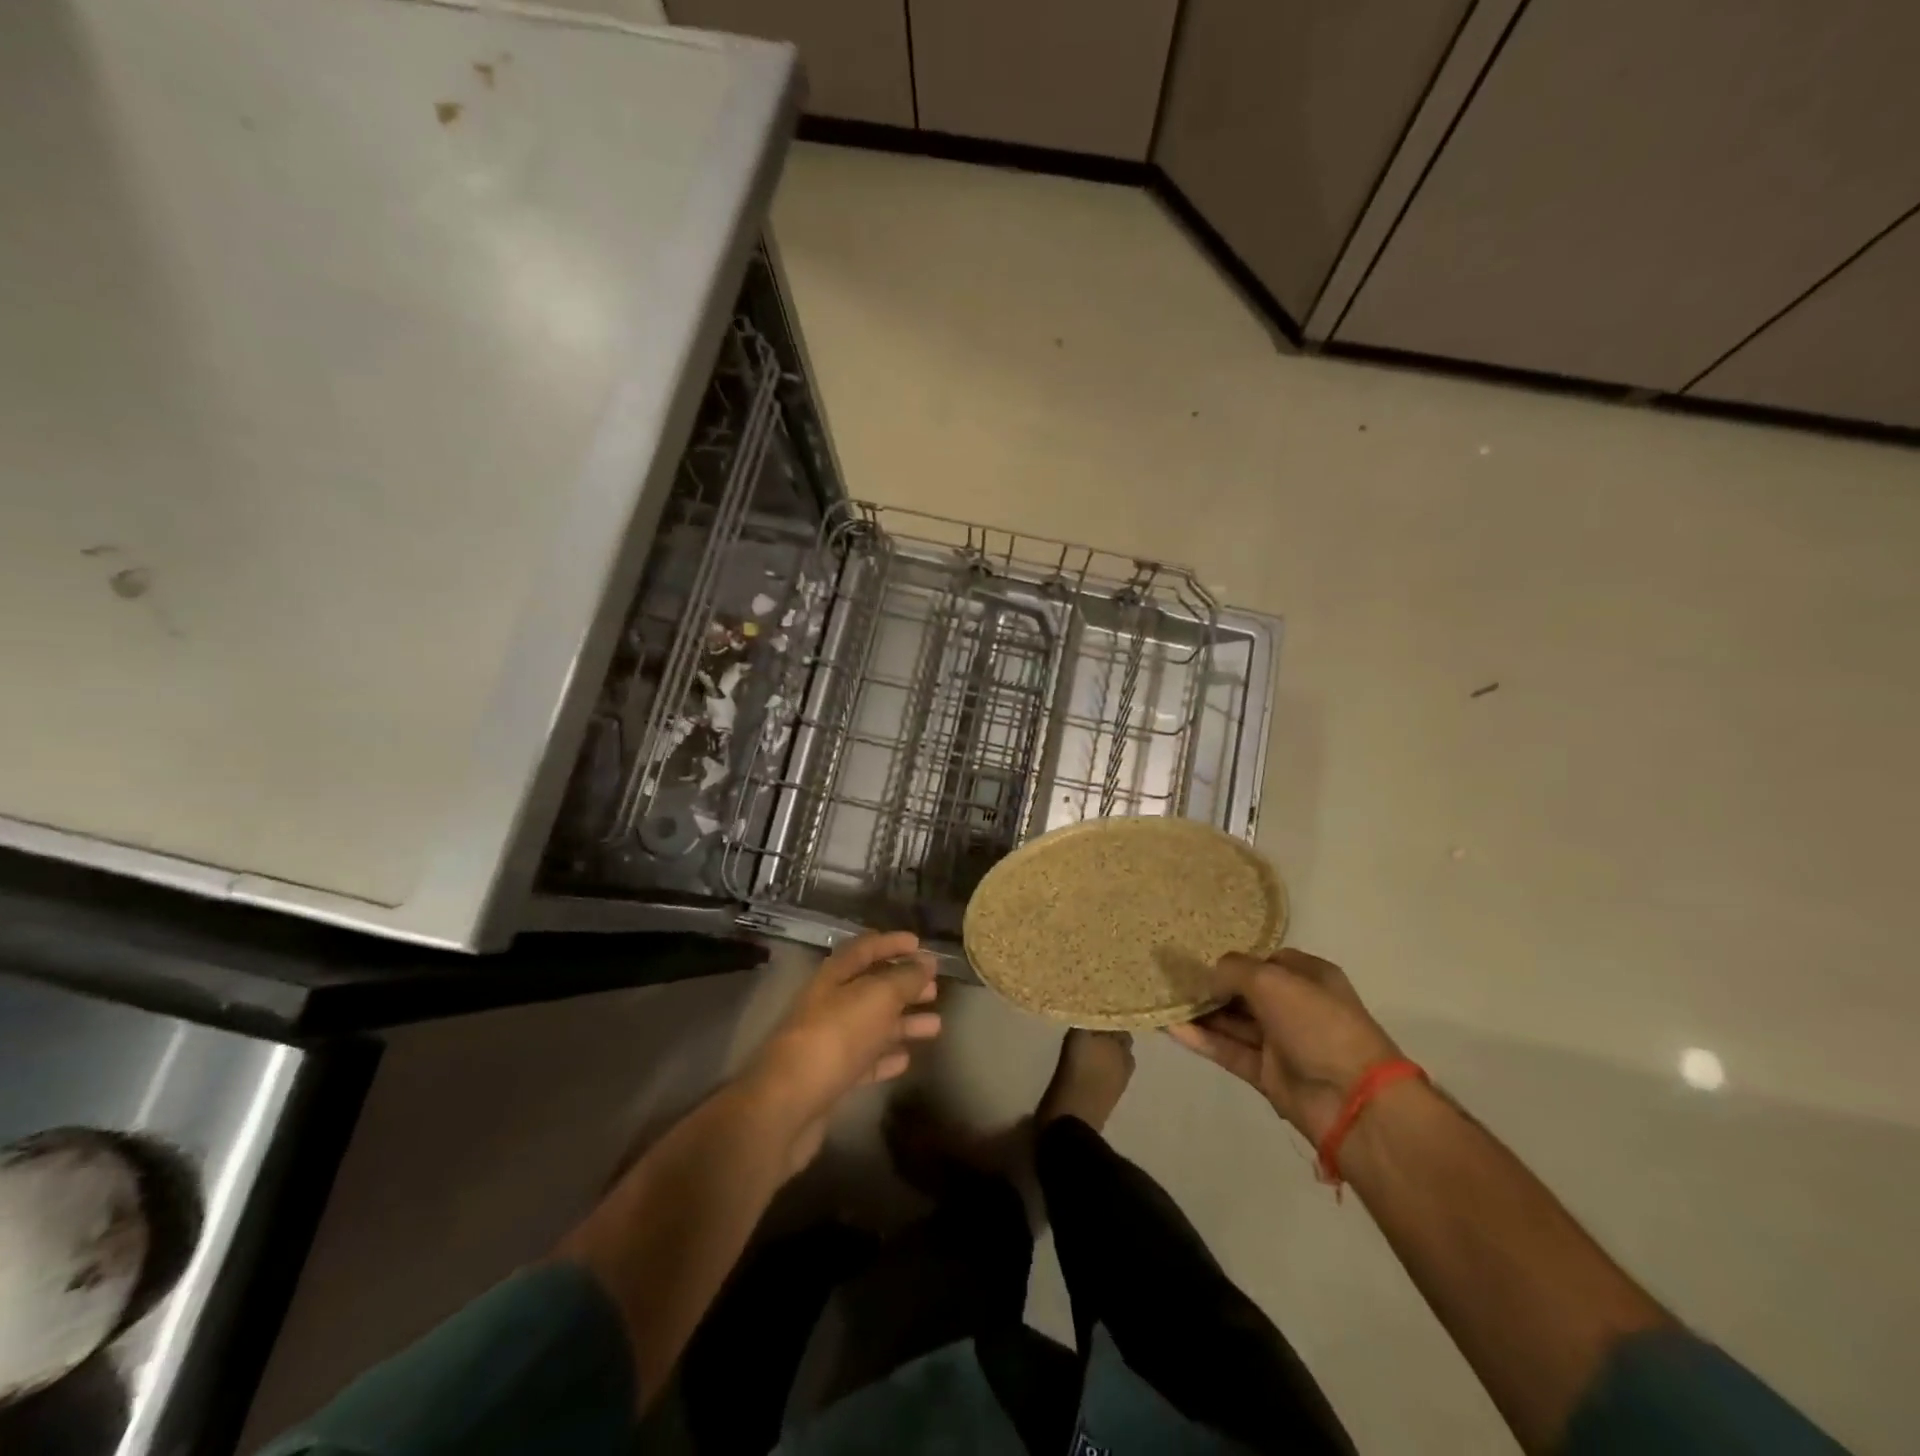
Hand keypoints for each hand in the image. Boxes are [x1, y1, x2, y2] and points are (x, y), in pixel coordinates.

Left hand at [743, 930, 940, 1173]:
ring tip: (935, 1025)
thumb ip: (905, 978)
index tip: (920, 943)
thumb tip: (927, 961)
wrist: (788, 1104)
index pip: (865, 948)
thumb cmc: (835, 1037)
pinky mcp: (831, 1077)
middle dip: (903, 985)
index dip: (892, 942)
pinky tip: (906, 1059)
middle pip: (871, 986)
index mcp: (835, 976)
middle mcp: (830, 1003)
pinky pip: (865, 1059)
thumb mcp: (877, 997)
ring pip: (872, 1024)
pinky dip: (886, 1056)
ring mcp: (829, 1041)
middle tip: (934, 988)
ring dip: (903, 1022)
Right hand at [1167, 949, 1399, 1143]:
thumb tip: (1209, 978)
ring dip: (1202, 1013)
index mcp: (1309, 977)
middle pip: (1246, 992)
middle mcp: (1296, 1007)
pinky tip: (1171, 1027)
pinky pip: (1229, 1051)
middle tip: (1172, 979)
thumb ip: (1233, 970)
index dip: (1236, 960)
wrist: (1353, 1101)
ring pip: (1234, 1023)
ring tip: (1164, 1000)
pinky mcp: (1268, 1074)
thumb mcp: (1271, 980)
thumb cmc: (1318, 1024)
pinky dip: (1203, 1040)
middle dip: (1213, 986)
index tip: (1200, 958)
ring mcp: (1282, 1043)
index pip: (1267, 960)